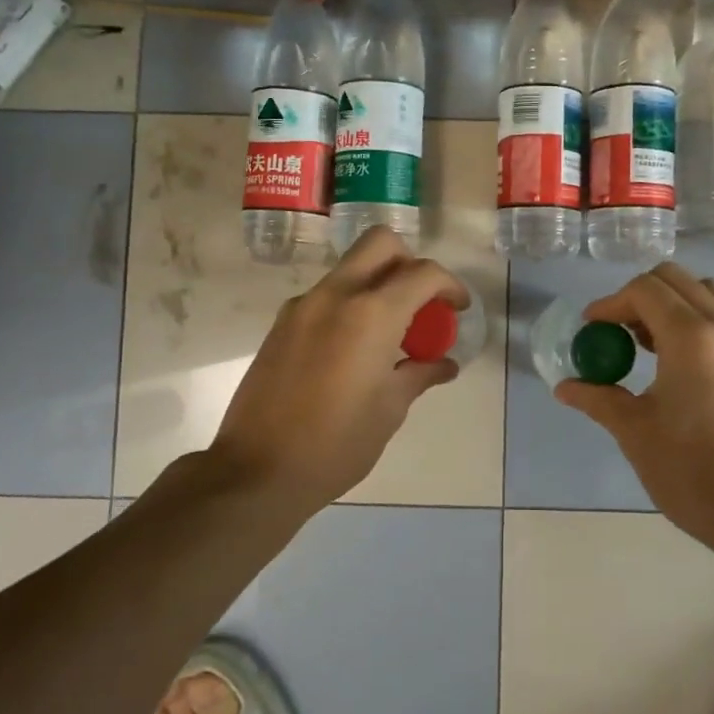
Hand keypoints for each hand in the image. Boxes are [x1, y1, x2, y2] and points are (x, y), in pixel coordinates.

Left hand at [210, 227, 467, 507]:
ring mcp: (303, 305)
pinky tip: (354, 349)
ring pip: (351, 267)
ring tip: (389, 333)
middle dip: (410, 262)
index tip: (457, 309)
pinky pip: (327, 294)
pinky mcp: (282, 322)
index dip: (449, 285)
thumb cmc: (336, 444)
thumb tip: (444, 364)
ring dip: (378, 283)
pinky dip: (351, 303)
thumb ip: (420, 374)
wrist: (256, 470)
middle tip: (420, 302)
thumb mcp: (390, 409)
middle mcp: (336, 295)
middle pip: (380, 243)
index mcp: (372, 314)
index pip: (423, 273)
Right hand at [555, 264, 713, 562]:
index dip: (610, 303)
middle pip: (675, 279)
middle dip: (637, 296)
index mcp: (692, 338)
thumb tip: (565, 387)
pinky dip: (694, 319)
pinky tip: (676, 363)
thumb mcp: (636, 433)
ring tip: (646, 343)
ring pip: (704, 292)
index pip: (644, 289)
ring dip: (669, 303)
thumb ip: (599, 398)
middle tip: (616, 332)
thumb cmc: (694, 474)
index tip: (590, 330)